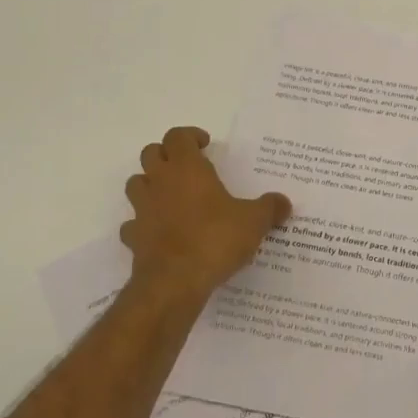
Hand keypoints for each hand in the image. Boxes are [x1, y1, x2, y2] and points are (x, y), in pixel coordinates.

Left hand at [120, 127, 291, 299]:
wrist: (175, 282)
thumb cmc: (215, 239)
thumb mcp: (254, 221)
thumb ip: (270, 208)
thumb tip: (284, 203)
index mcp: (187, 169)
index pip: (177, 136)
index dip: (190, 136)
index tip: (206, 145)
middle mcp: (160, 183)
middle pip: (150, 153)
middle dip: (167, 155)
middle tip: (188, 166)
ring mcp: (142, 210)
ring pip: (136, 184)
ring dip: (150, 184)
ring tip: (172, 195)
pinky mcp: (134, 237)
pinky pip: (133, 223)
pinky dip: (143, 223)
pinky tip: (160, 232)